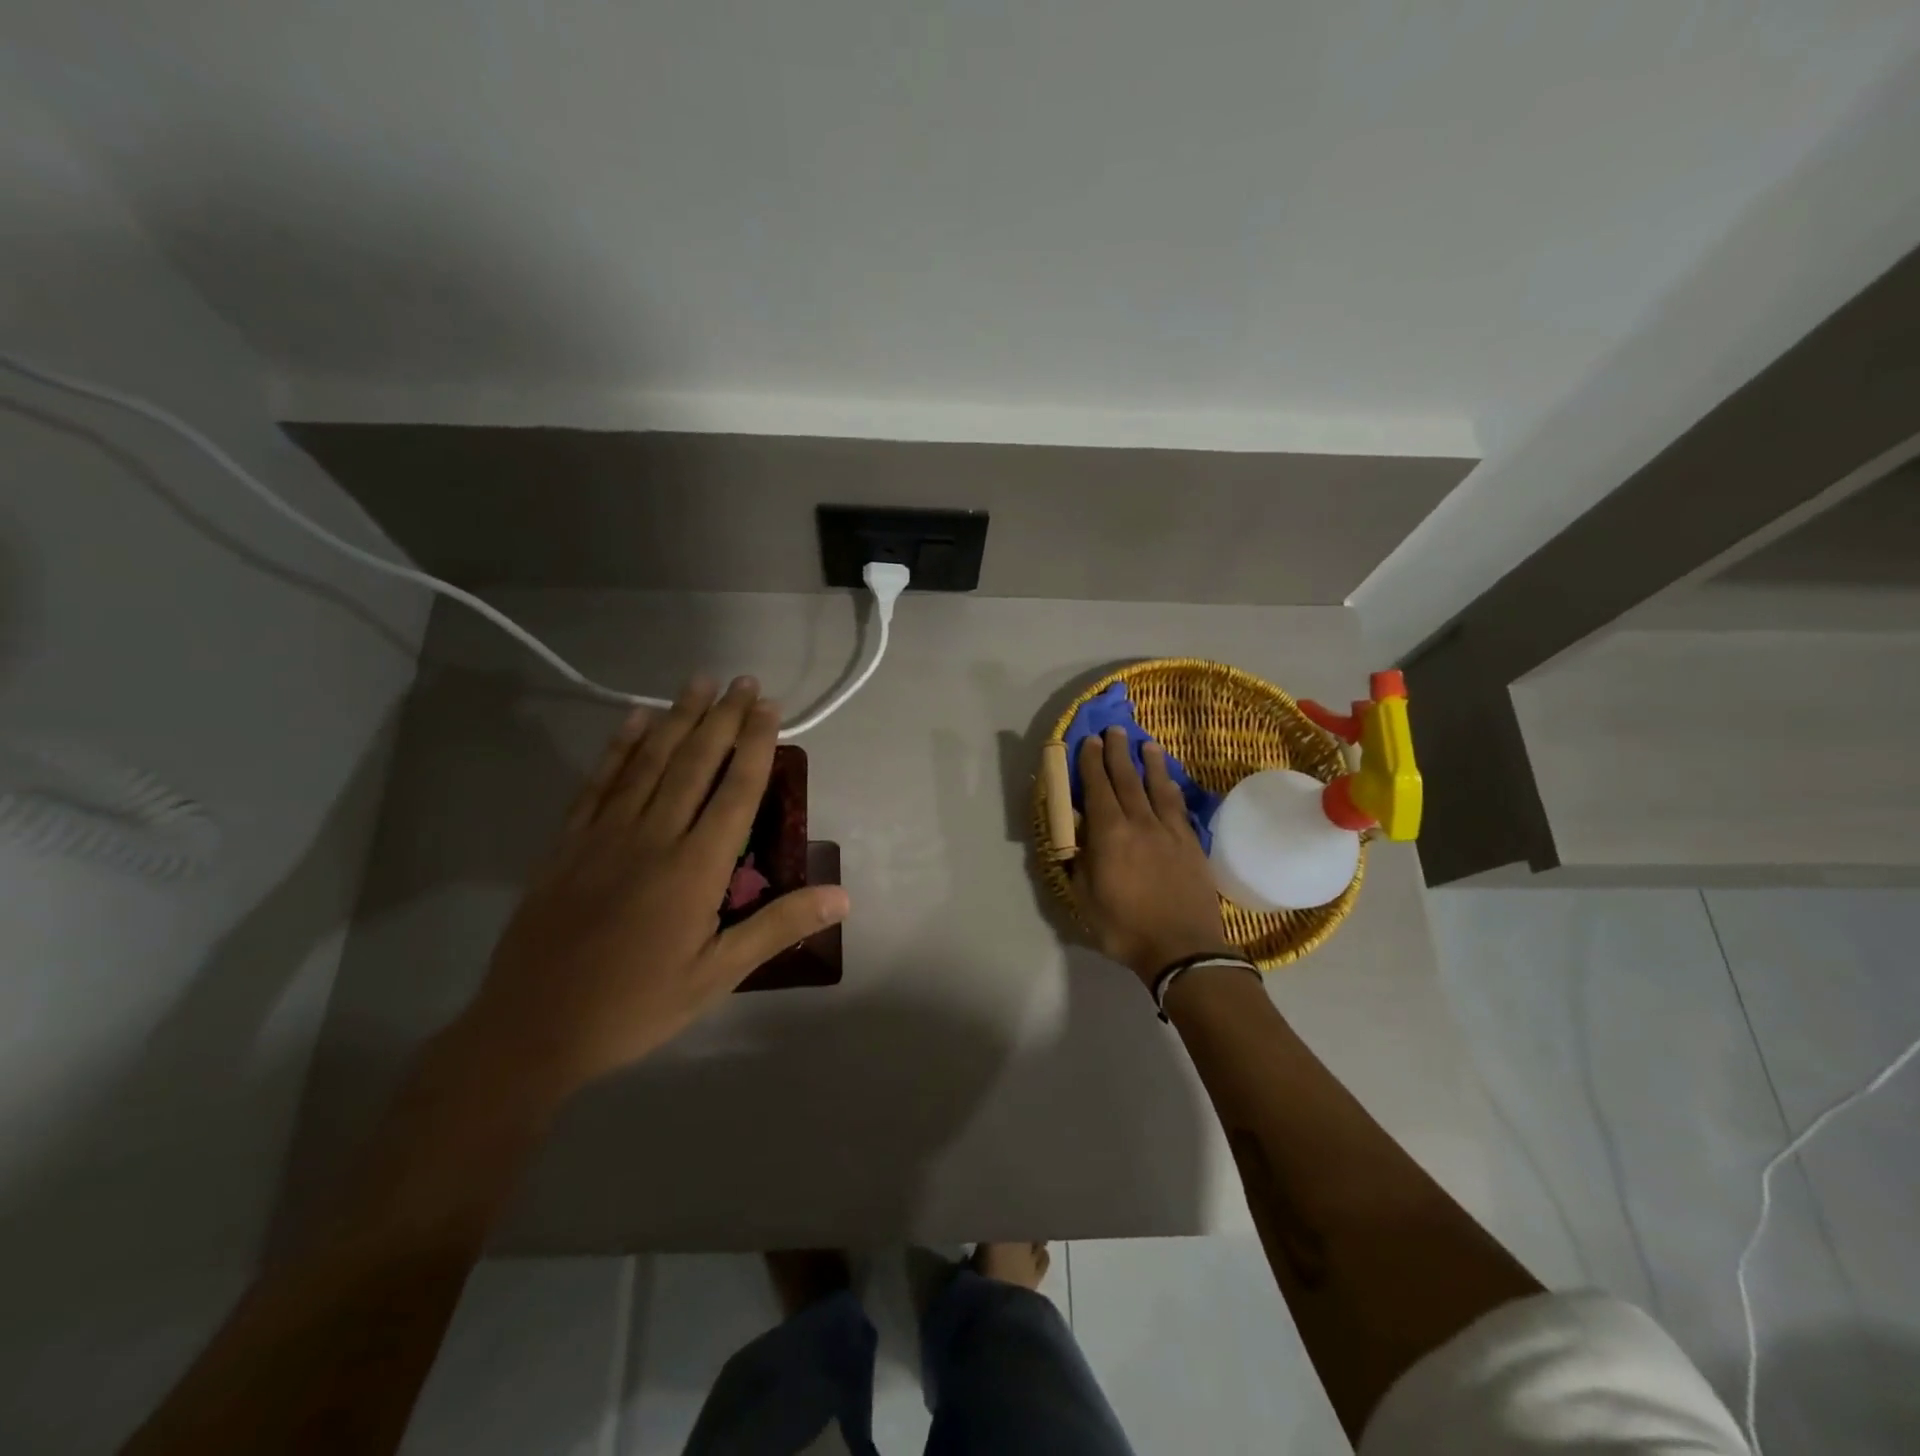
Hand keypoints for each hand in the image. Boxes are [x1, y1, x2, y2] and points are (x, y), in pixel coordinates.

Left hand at [464, 676, 849, 1101]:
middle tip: (742, 680)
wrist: (531, 1031)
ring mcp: (604, 834)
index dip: (755, 743)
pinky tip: (634, 720)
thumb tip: (841, 896)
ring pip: (648, 762)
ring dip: (677, 718)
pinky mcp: (567, 844)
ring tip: (698, 683)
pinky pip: (598, 782)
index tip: (768, 706)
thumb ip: (778, 927)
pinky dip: (619, 747)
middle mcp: (653, 836)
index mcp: (694, 868)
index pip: (735, 789)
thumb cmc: (635, 1006)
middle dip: (722, 717)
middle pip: (694, 762)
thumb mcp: (717, 976)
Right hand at [1071, 727, 1233, 986]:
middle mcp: (1139, 823)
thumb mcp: (1085, 899)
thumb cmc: (1125, 927)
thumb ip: (1079, 864)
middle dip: (1117, 752)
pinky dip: (1171, 789)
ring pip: (1157, 787)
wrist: (1183, 948)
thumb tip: (1077, 841)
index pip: (1098, 788)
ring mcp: (1169, 831)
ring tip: (1145, 743)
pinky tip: (1169, 782)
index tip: (1089, 741)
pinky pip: (1178, 807)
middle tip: (1113, 730)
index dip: (1091, 763)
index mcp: (1109, 834)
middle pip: (1127, 779)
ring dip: (1149, 763)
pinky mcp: (1191, 843)